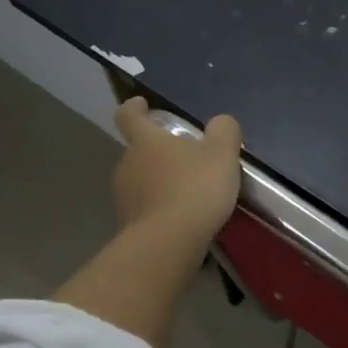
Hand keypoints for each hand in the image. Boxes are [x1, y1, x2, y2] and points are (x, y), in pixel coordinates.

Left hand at [112, 98, 241, 248]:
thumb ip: (224, 133)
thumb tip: (222, 122)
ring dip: (159, 182)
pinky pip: (146, 209)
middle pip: (138, 151)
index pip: (128, 115)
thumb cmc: (194, 189)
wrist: (169, 242)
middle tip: (184, 158)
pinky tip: (182, 218)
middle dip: (157, 152)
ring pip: (140, 181)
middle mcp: (127, 164)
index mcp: (145, 141)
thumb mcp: (222, 155)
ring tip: (186, 192)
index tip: (141, 104)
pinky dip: (160, 208)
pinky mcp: (129, 225)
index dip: (134, 108)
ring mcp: (124, 196)